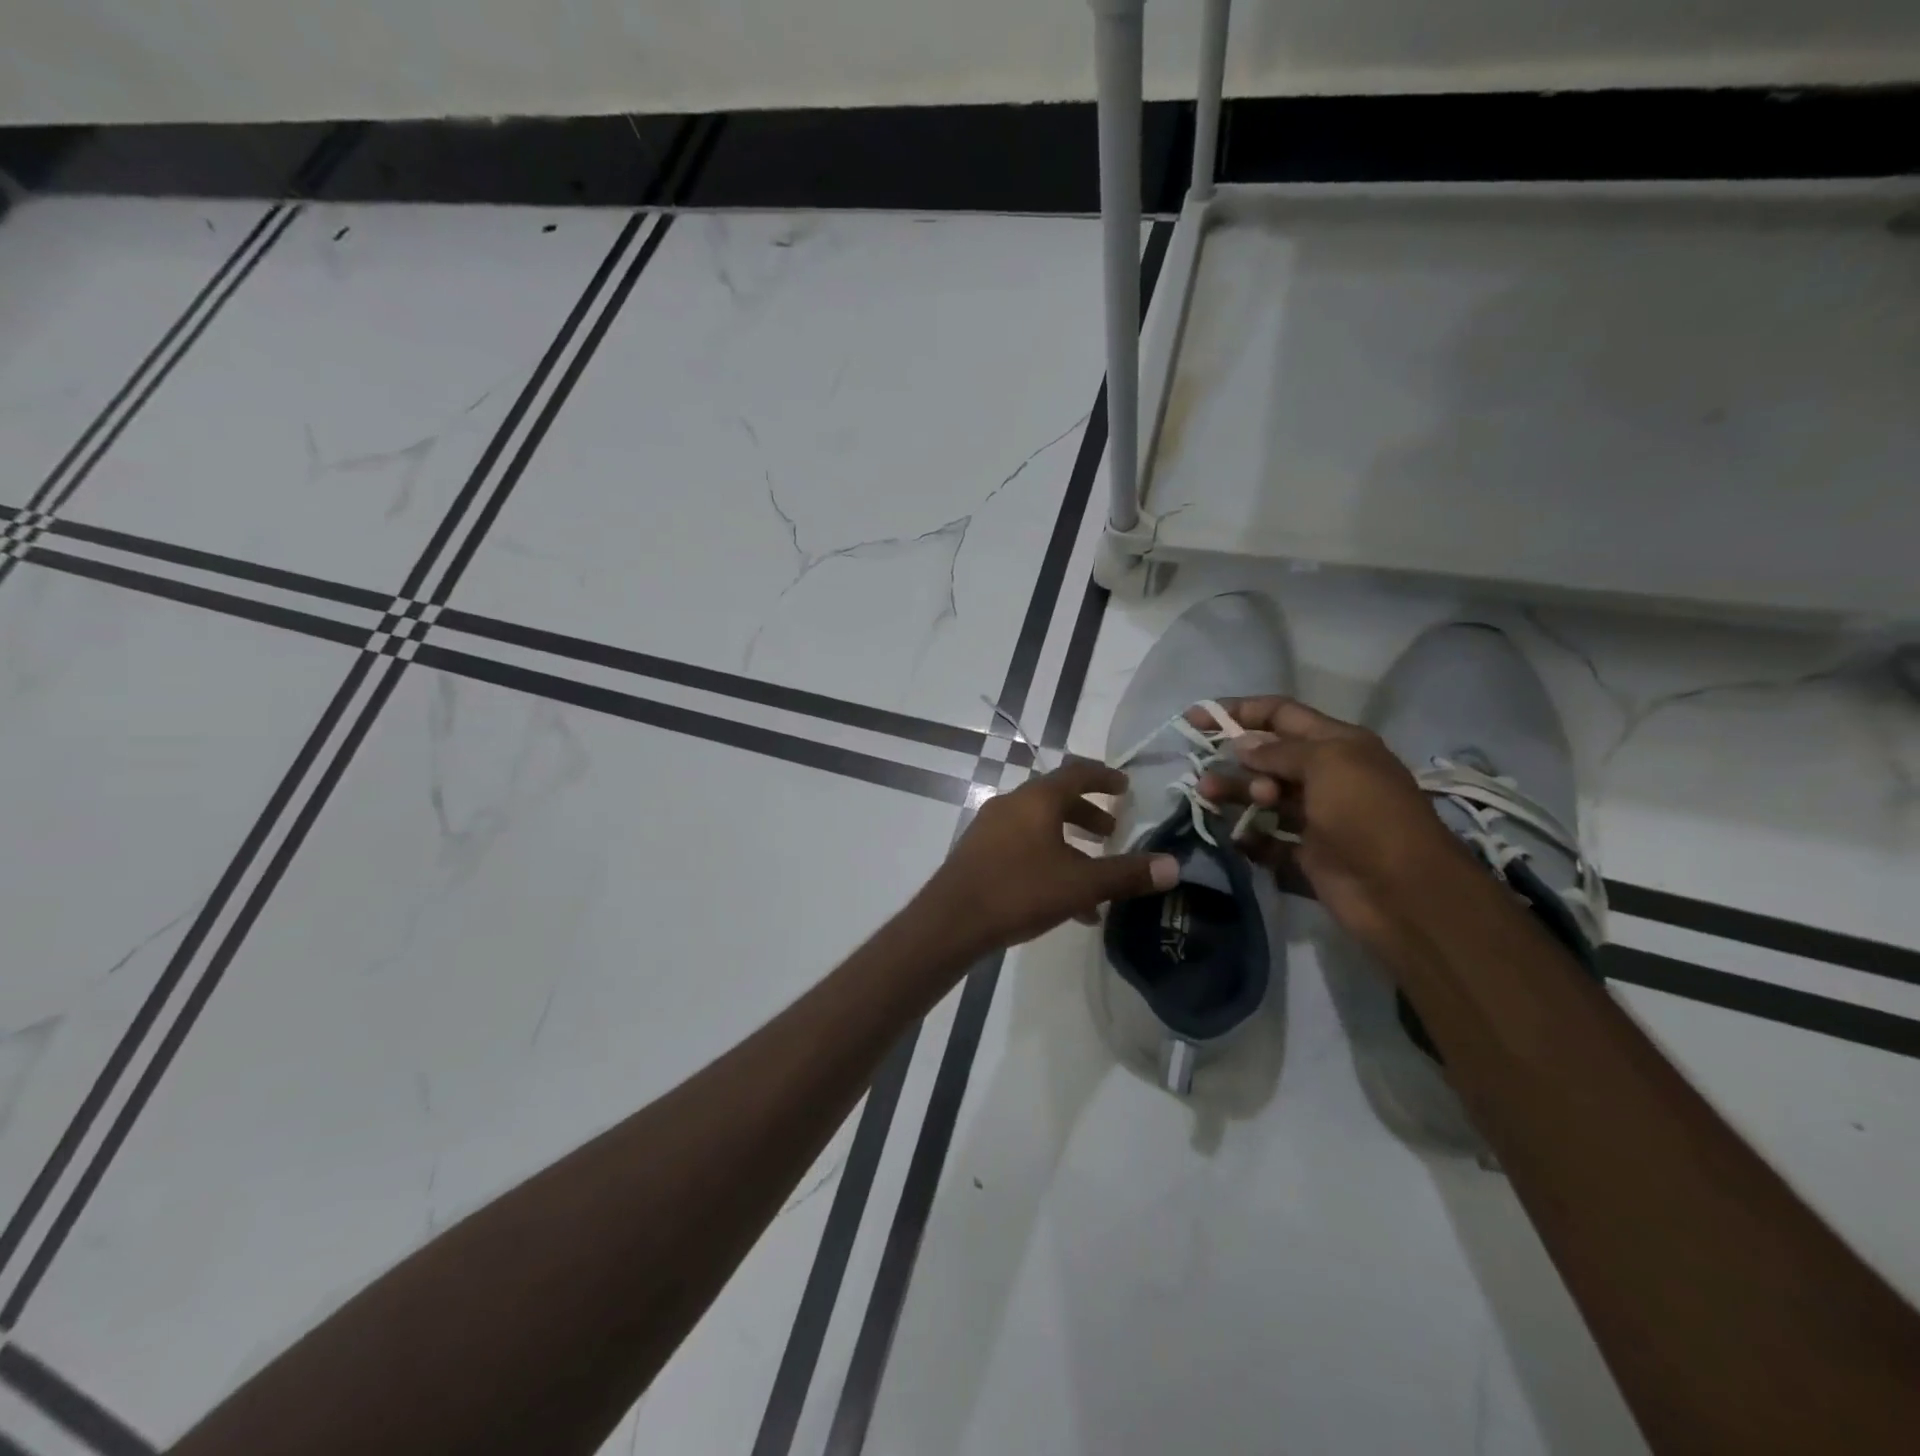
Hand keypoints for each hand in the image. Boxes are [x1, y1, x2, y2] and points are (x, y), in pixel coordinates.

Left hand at [923, 760, 1178, 951]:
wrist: (951, 921)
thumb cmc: (1019, 891)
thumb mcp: (1080, 884)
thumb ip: (1126, 874)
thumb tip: (1174, 866)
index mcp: (1037, 799)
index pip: (1077, 773)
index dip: (1104, 777)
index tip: (1125, 787)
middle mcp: (1012, 804)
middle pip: (1056, 799)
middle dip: (1087, 814)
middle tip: (1112, 831)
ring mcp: (990, 828)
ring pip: (1039, 826)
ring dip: (1069, 841)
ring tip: (1093, 871)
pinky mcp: (978, 852)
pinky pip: (1022, 846)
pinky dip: (1048, 860)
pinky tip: (1065, 901)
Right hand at [1192, 698, 1474, 959]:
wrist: (1403, 892)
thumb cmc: (1367, 814)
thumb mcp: (1327, 764)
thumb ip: (1279, 752)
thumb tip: (1242, 746)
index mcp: (1337, 744)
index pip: (1281, 714)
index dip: (1240, 711)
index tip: (1197, 718)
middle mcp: (1326, 775)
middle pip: (1267, 757)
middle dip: (1234, 760)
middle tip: (1207, 774)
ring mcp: (1315, 816)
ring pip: (1263, 796)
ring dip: (1235, 794)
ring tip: (1209, 797)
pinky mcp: (1306, 853)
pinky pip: (1267, 838)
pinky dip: (1248, 835)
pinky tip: (1234, 836)